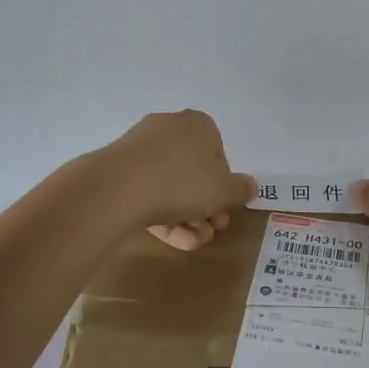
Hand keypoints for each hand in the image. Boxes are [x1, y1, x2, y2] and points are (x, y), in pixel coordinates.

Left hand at [101, 110, 255, 250]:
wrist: (118, 188)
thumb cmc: (181, 182)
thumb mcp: (222, 191)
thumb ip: (239, 190)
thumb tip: (250, 186)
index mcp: (198, 125)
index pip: (219, 156)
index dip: (224, 188)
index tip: (224, 211)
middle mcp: (169, 129)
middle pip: (194, 173)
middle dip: (205, 207)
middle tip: (210, 232)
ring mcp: (140, 148)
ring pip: (171, 185)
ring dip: (186, 217)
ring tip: (191, 243)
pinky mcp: (118, 170)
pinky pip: (147, 192)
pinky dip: (161, 214)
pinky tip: (171, 240)